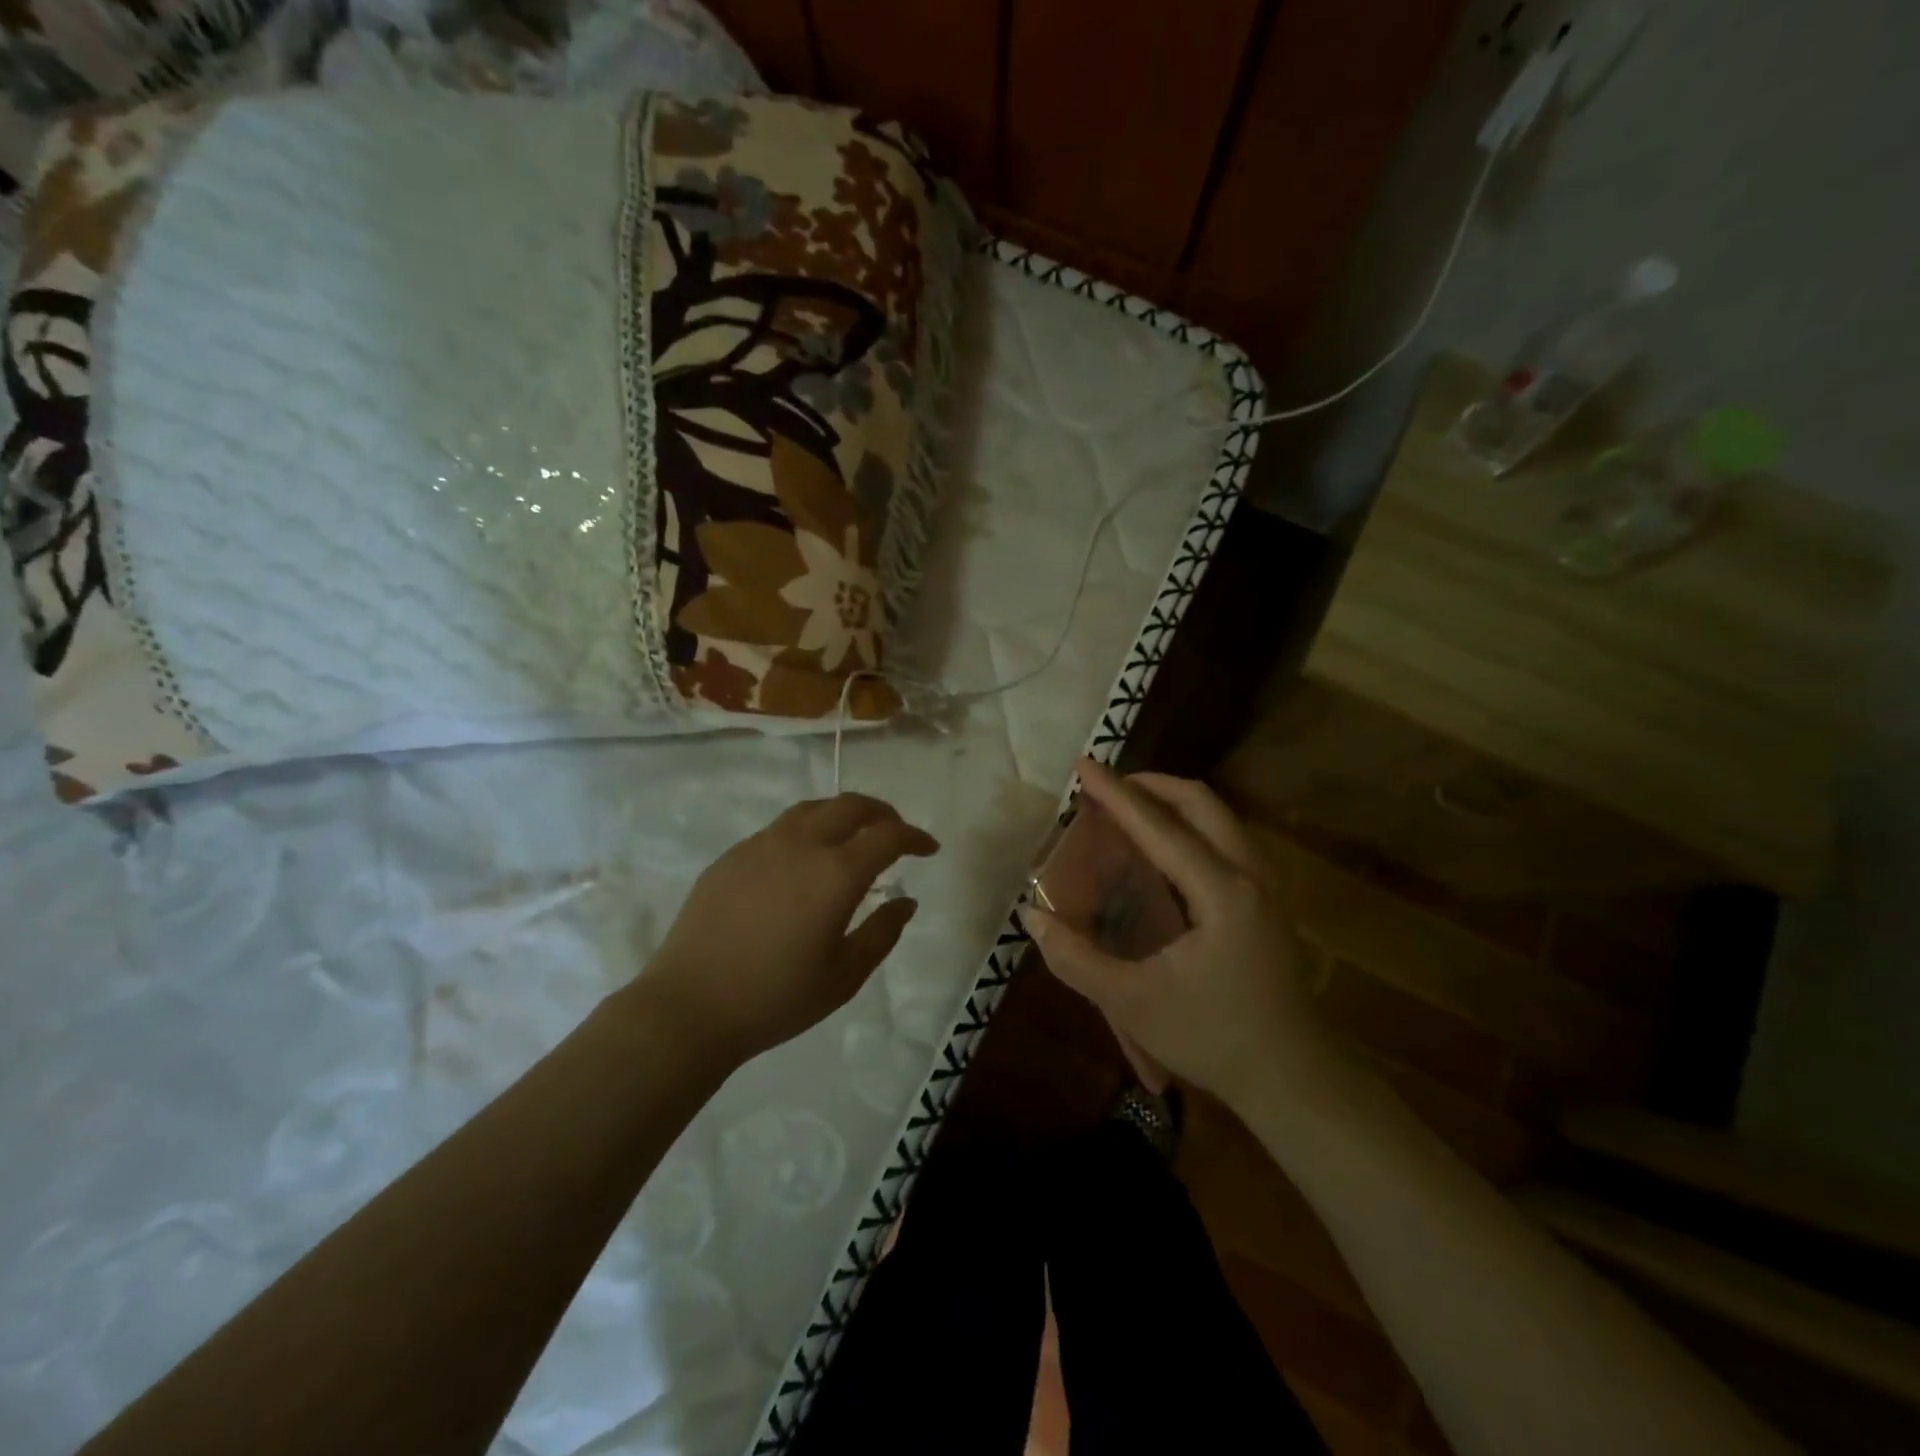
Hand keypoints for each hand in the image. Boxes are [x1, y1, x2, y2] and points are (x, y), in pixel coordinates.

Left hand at [641, 794, 938, 1066]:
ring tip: (853, 837)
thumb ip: (882, 932)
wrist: (689, 1007)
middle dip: (882, 813)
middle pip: (850, 806)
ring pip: (812, 809)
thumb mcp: (844, 976)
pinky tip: (803, 862)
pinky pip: (780, 829)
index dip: (915, 837)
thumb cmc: (776, 998)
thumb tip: (906, 901)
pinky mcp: (731, 856)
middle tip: (896, 834)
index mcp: (835, 873)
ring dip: (842, 815)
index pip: (888, 836)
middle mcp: (800, 845)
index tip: (928, 849)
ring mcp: (760, 845)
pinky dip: (807, 831)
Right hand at [1021, 759, 1335, 1108]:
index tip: (1083, 766)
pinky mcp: (1268, 901)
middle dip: (1150, 785)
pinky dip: (1191, 826)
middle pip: (1200, 802)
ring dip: (1173, 802)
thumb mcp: (1133, 1003)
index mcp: (1221, 893)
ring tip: (1130, 810)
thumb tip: (1033, 918)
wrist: (1293, 1078)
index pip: (1160, 827)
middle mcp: (1249, 875)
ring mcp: (1266, 886)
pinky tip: (1165, 850)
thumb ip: (1077, 959)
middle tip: (1107, 788)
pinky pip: (1226, 838)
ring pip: (1219, 816)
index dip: (1116, 795)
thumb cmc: (1213, 1038)